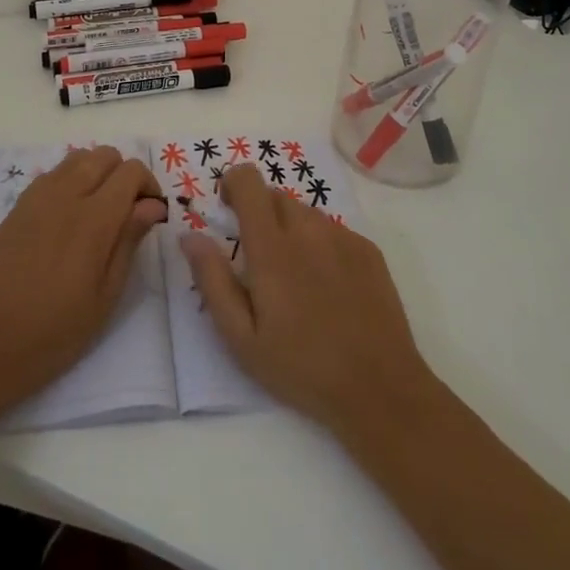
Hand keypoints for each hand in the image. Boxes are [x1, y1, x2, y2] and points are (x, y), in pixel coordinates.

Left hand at [0, 147, 166, 422]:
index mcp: (92, 220)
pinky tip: (69, 220)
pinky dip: (71, 181)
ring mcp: (36, 198)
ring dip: (97, 174)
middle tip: (128, 214)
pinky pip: (53, 174)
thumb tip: (152, 206)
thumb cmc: (51, 335)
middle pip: (105, 155)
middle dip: (125, 175)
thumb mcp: (104, 298)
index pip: (131, 172)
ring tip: (99, 214)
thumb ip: (129, 242)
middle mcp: (64, 196)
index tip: (151, 217)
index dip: (149, 187)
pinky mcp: (17, 207)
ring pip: (78, 158)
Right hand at [181, 165, 438, 440]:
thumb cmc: (301, 367)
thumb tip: (190, 236)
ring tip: (294, 278)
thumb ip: (212, 279)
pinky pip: (333, 229)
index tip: (227, 210)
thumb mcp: (241, 337)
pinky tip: (326, 286)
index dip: (232, 184)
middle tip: (258, 260)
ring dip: (290, 229)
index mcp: (272, 247)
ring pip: (304, 212)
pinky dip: (320, 243)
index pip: (248, 181)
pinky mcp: (367, 249)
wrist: (379, 388)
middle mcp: (308, 229)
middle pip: (275, 196)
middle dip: (259, 214)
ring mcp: (342, 236)